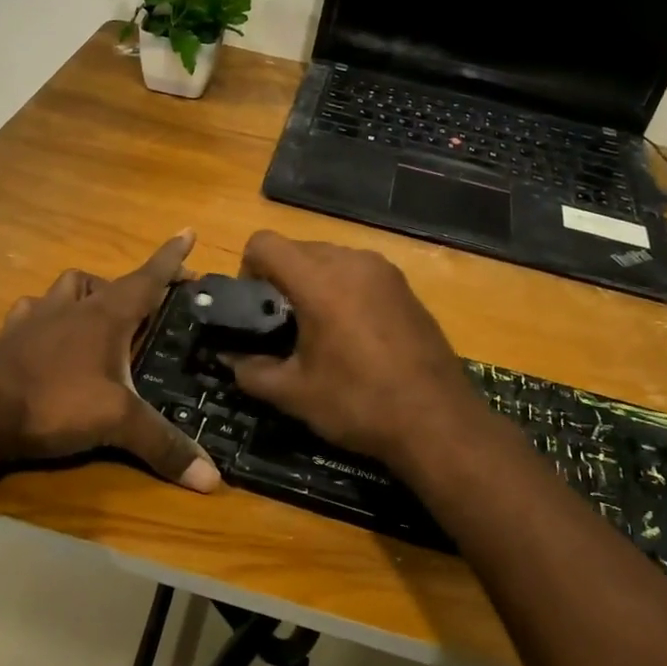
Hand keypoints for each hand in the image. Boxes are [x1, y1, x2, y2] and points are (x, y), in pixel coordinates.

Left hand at [0, 231, 219, 492]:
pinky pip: (31, 312)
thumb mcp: (117, 423)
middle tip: (148, 305)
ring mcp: (37, 318)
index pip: (148, 278)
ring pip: (67, 287)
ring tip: (98, 313)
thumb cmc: (55, 403)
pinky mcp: (10, 337)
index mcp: (106, 315)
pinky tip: (47, 333)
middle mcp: (73, 307)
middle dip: (133, 285)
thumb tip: (212, 478)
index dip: (171, 257)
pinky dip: (45, 315)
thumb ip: (163, 445)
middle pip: (108, 281)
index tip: (188, 231)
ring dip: (86, 292)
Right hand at [222, 231, 491, 470]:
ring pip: (330, 258)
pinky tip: (353, 334)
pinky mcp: (405, 286)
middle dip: (281, 278)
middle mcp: (352, 262)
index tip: (253, 306)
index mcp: (319, 280)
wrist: (438, 422)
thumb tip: (228, 356)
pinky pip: (359, 273)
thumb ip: (250, 369)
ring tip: (318, 330)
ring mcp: (384, 271)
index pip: (264, 243)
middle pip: (298, 249)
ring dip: (313, 282)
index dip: (248, 269)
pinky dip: (343, 290)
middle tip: (281, 324)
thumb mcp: (294, 393)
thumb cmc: (359, 404)